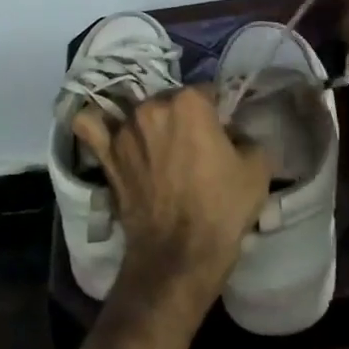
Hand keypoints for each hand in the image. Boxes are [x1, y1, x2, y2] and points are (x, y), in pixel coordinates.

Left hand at [72, 86, 270, 320]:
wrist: (179, 256)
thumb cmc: (222, 209)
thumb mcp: (257, 167)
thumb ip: (245, 136)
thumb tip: (231, 132)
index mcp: (190, 103)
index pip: (208, 92)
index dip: (218, 111)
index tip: (223, 131)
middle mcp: (152, 106)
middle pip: (172, 101)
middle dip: (184, 117)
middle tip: (196, 146)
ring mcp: (124, 130)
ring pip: (138, 113)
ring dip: (151, 125)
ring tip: (162, 151)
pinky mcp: (106, 155)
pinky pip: (91, 126)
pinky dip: (98, 123)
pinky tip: (108, 128)